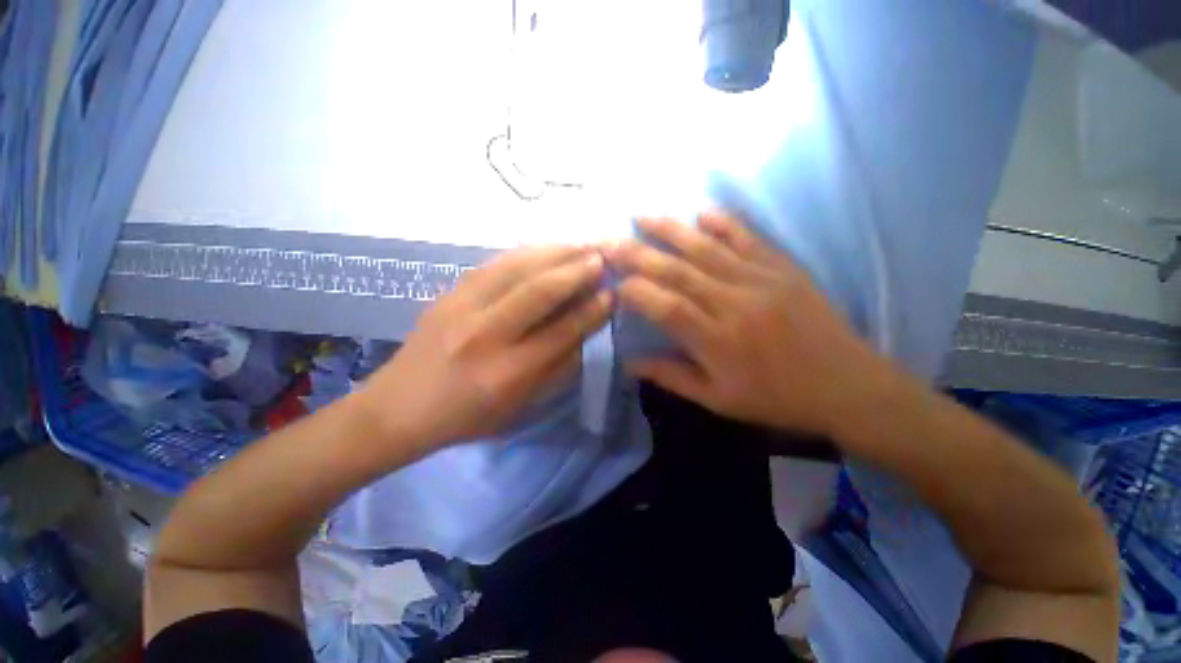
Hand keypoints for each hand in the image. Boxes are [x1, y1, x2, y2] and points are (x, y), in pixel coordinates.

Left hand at [360, 245, 611, 453]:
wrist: (398, 408)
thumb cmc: (467, 417)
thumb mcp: (520, 406)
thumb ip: (557, 368)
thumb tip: (587, 330)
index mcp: (507, 373)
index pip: (561, 332)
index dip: (591, 311)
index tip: (612, 294)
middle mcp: (485, 335)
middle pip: (539, 291)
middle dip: (577, 271)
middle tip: (603, 257)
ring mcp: (461, 308)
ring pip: (515, 269)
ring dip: (554, 253)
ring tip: (581, 245)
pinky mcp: (448, 293)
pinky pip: (493, 264)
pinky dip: (525, 252)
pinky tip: (544, 248)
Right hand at [608, 213, 896, 436]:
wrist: (846, 385)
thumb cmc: (776, 398)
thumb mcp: (717, 400)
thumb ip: (671, 377)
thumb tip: (629, 363)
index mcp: (717, 341)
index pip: (665, 307)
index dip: (635, 292)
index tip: (615, 285)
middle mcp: (734, 304)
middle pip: (678, 271)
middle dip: (638, 254)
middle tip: (611, 240)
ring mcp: (760, 280)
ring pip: (706, 248)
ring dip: (671, 229)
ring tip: (642, 216)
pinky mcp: (782, 268)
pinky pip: (747, 238)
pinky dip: (722, 222)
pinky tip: (701, 212)